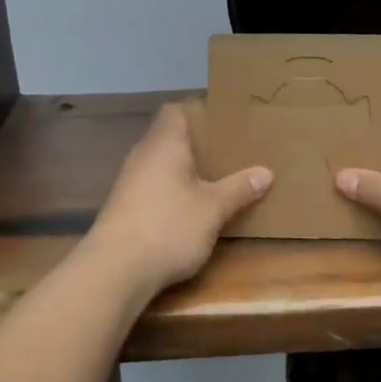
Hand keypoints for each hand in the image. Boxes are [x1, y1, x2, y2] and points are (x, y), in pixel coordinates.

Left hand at [86, 102, 271, 298]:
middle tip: (230, 151)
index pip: (176, 110)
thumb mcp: (213, 209)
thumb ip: (239, 188)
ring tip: (216, 178)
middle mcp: (143, 155)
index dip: (199, 111)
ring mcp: (129, 182)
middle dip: (198, 145)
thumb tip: (266, 172)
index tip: (224, 122)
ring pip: (162, 164)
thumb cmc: (168, 226)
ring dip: (185, 170)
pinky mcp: (124, 208)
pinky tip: (191, 207)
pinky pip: (154, 187)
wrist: (114, 270)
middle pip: (170, 137)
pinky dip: (172, 191)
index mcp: (164, 143)